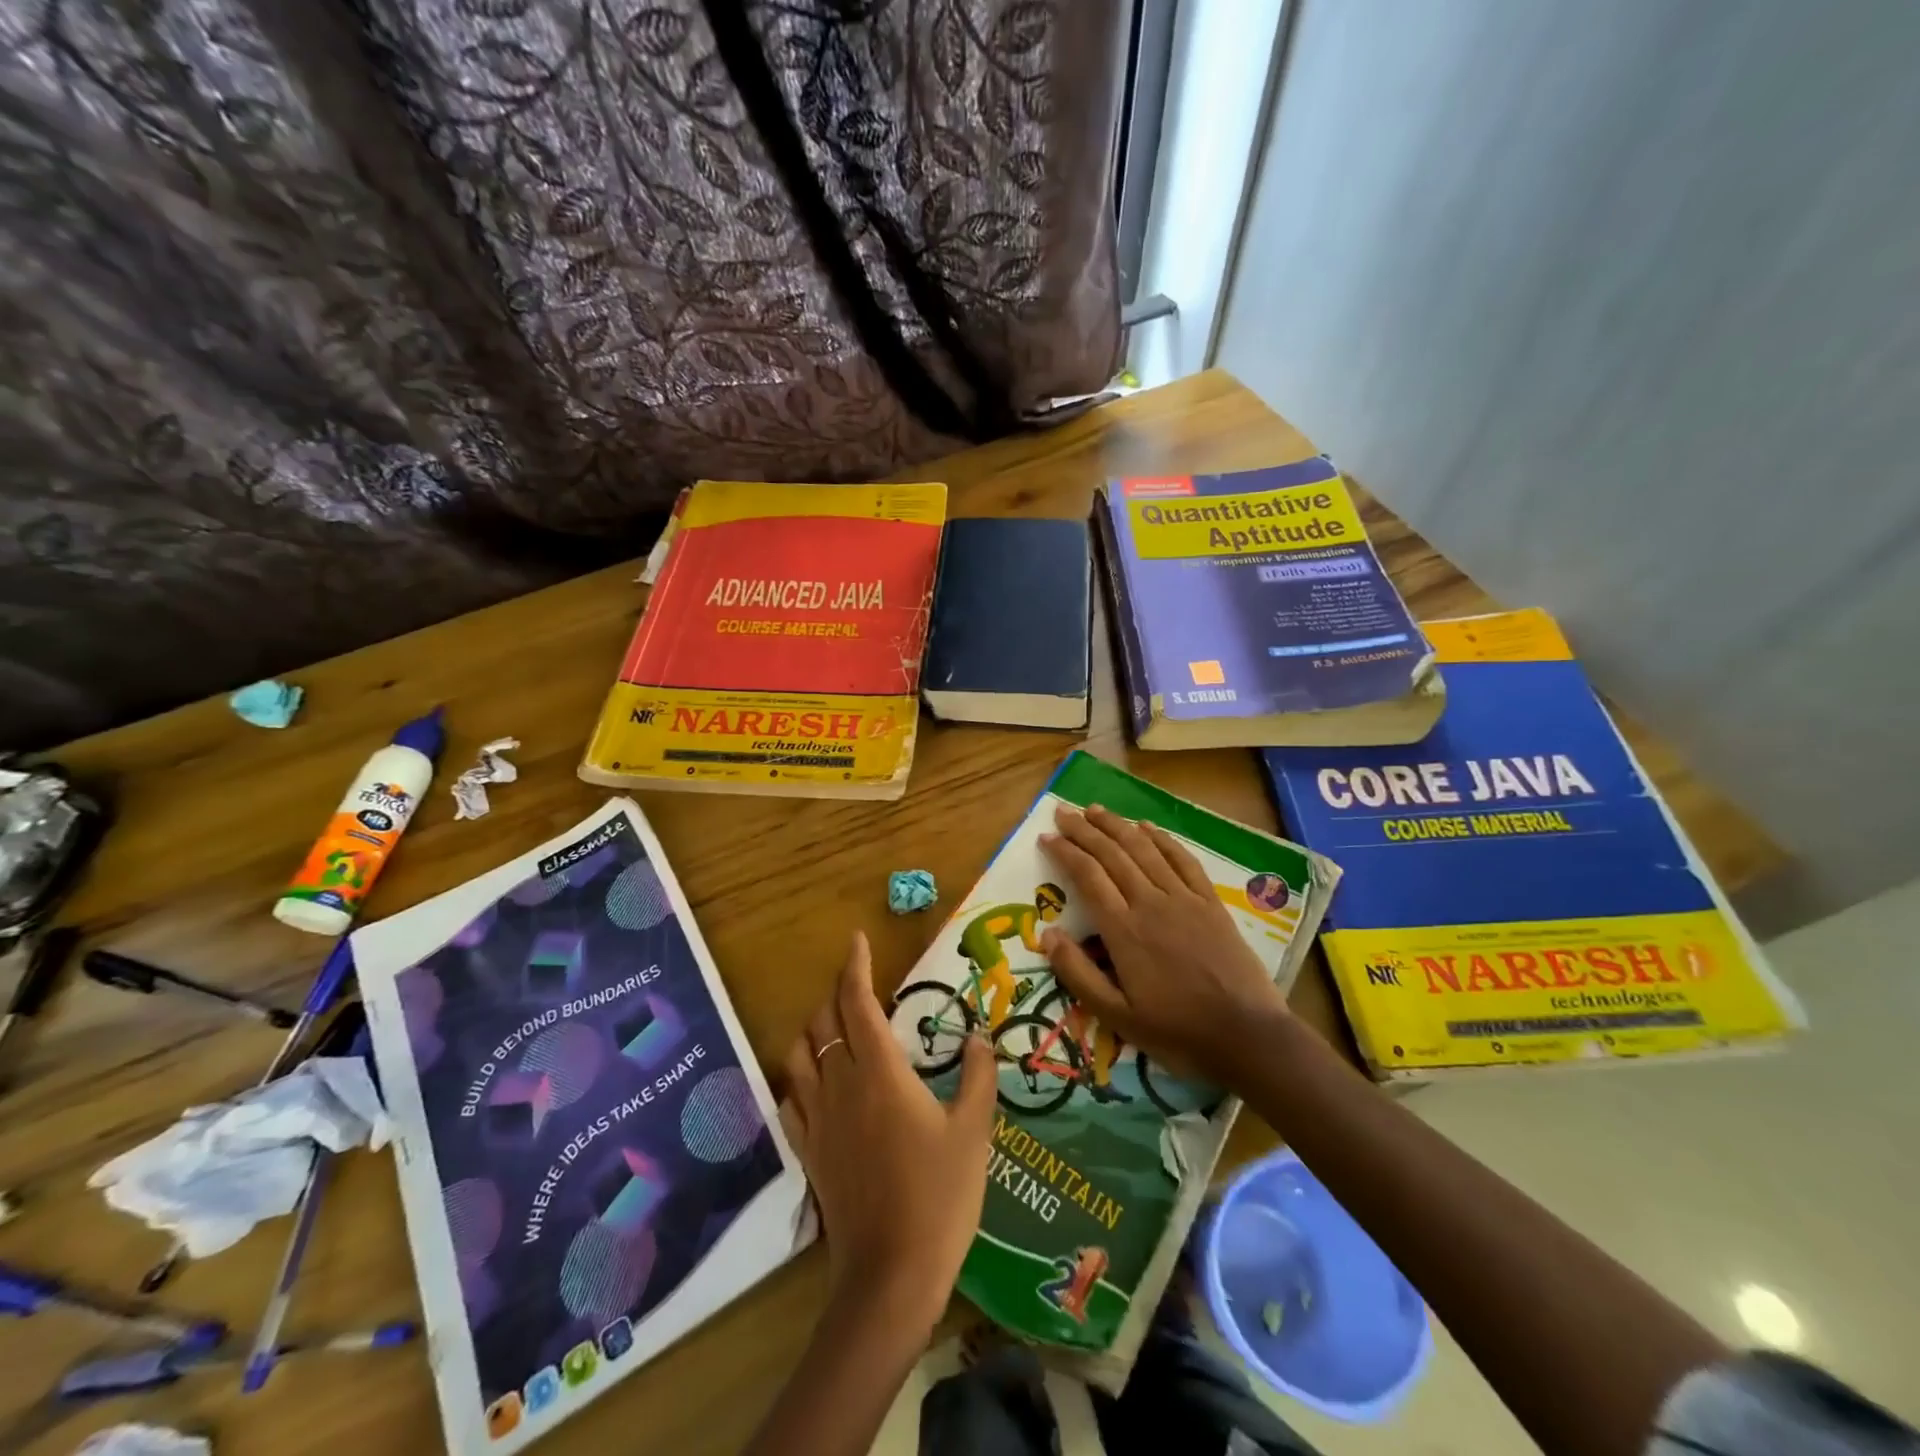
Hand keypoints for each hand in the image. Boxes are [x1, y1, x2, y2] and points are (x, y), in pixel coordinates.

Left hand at [780, 932, 996, 1334]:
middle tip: (860, 989)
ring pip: (799, 1054)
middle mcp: (841, 1083)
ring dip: (814, 1031)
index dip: (854, 965)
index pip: (856, 1001)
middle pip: (824, 1020)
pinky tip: (816, 1085)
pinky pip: (790, 1099)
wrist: (891, 1274)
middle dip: (837, 994)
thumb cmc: (939, 1195)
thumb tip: (978, 1037)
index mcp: (880, 1070)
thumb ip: (977, 1077)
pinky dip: (799, 1079)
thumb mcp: (973, 1132)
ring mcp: (818, 1118)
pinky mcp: (807, 1150)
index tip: (857, 940)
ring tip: (836, 1029)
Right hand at [1039, 803, 1288, 1087]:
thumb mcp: (1117, 1016)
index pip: (1087, 877)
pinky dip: (1162, 839)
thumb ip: (1078, 974)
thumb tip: (1047, 934)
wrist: (1247, 1035)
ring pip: (1144, 850)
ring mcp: (1184, 899)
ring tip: (1096, 809)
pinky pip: (1183, 860)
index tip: (1046, 837)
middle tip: (1063, 812)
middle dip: (1084, 830)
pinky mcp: (1210, 903)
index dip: (1065, 852)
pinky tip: (1147, 827)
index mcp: (1124, 930)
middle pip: (1112, 855)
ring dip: (1117, 826)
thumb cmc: (1177, 1030)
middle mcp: (1150, 903)